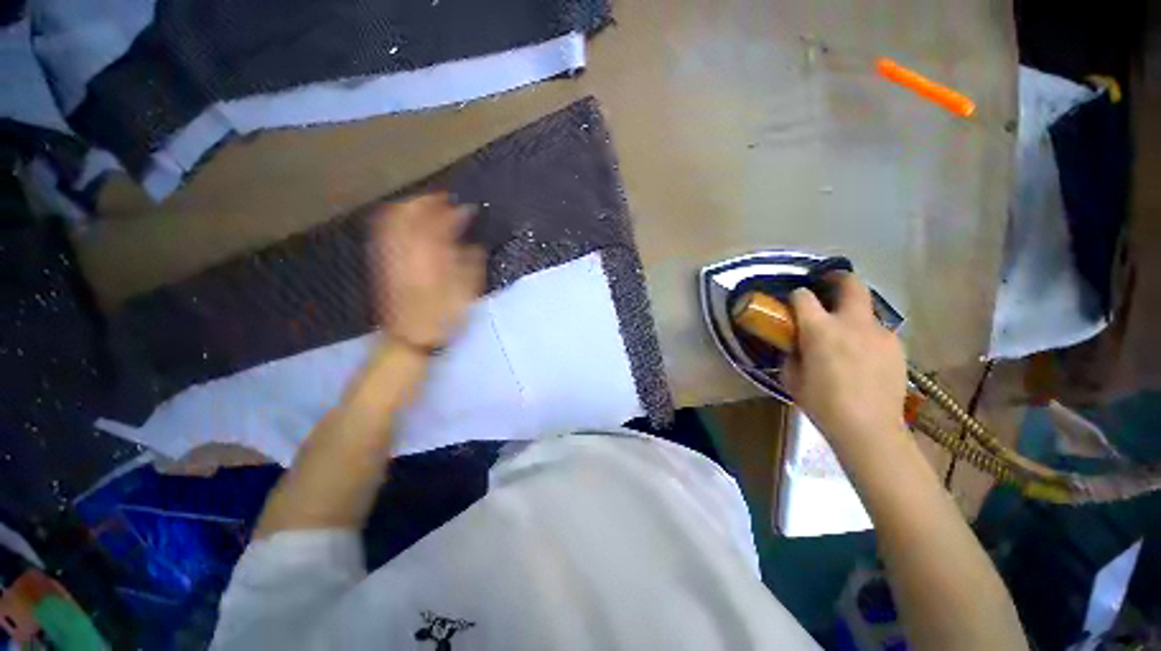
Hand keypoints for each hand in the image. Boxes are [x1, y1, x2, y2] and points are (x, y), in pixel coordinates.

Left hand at [370, 193, 485, 348]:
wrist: (410, 336)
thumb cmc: (444, 315)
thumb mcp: (467, 292)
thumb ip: (471, 263)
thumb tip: (474, 243)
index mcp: (432, 255)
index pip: (443, 222)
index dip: (457, 211)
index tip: (469, 208)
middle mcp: (407, 249)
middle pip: (411, 212)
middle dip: (428, 201)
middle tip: (444, 199)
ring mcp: (391, 254)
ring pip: (394, 218)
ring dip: (410, 207)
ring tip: (426, 205)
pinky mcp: (383, 262)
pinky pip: (385, 231)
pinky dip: (396, 220)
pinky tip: (406, 222)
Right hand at [783, 272, 906, 449]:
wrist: (869, 428)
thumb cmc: (823, 403)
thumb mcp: (793, 378)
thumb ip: (792, 355)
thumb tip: (795, 346)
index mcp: (820, 329)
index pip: (804, 296)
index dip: (796, 296)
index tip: (794, 302)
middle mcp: (852, 323)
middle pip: (851, 284)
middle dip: (838, 278)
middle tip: (829, 283)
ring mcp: (880, 333)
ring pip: (867, 310)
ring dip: (853, 313)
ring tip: (846, 334)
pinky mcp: (896, 347)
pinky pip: (878, 332)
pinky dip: (867, 335)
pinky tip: (863, 357)